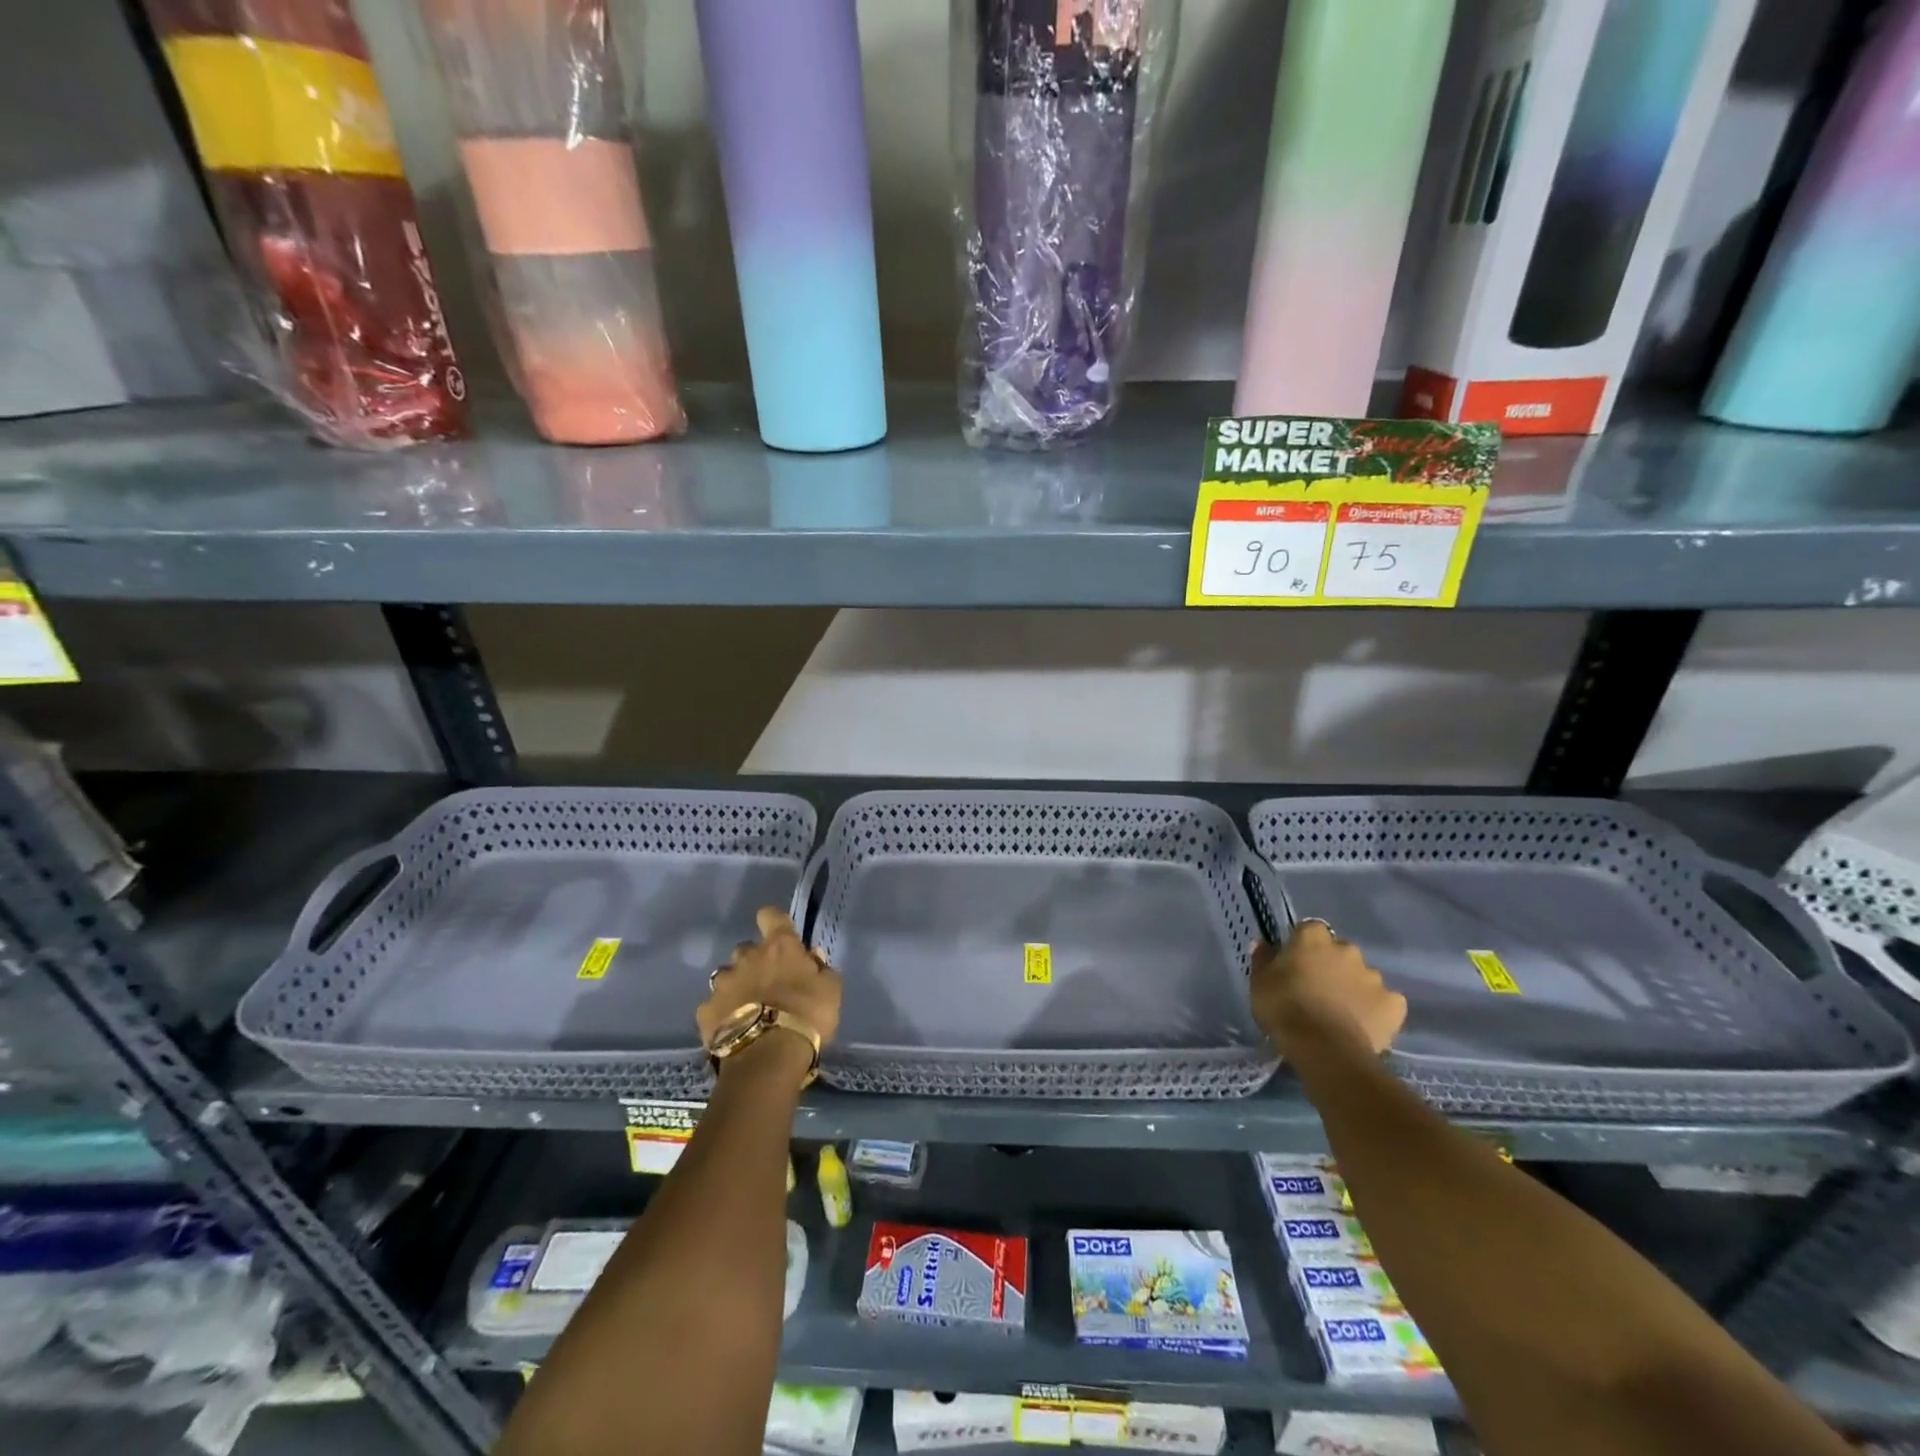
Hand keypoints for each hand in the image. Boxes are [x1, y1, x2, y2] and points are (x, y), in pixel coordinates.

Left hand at [698, 906, 842, 1058]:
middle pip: (747, 949)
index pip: (771, 916)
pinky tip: (733, 1029)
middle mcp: (746, 957)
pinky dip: (722, 1014)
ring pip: (727, 976)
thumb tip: (812, 957)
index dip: (774, 922)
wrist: (769, 1056)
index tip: (780, 935)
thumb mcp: (831, 990)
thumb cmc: (807, 1015)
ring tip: (748, 1010)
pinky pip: (713, 1006)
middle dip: (755, 962)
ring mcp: (722, 984)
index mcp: (779, 946)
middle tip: (768, 984)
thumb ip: (821, 969)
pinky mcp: (705, 1011)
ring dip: (737, 986)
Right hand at [1250, 920, 1405, 1058]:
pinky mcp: (1394, 1004)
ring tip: (1341, 1013)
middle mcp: (1347, 949)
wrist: (1324, 1049)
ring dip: (1353, 987)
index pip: (1309, 930)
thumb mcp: (1259, 982)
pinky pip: (1385, 1002)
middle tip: (1317, 990)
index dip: (1302, 946)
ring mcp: (1374, 976)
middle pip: (1339, 951)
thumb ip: (1263, 959)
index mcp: (1313, 938)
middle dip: (1331, 965)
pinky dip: (1376, 1010)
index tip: (1295, 965)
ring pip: (1362, 977)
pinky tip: (1363, 1025)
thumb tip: (1263, 944)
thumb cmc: (1283, 1008)